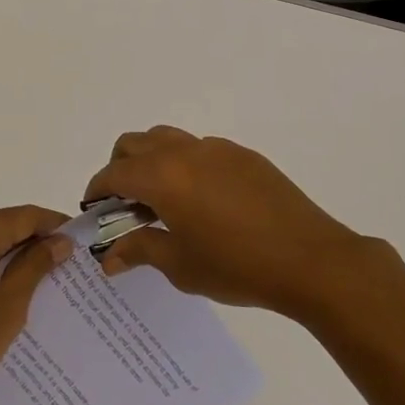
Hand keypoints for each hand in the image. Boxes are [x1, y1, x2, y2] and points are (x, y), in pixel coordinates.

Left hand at [0, 205, 71, 404]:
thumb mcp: (10, 304)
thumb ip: (35, 265)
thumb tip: (60, 241)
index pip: (22, 216)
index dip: (52, 223)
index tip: (78, 236)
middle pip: (2, 225)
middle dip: (33, 238)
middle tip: (65, 258)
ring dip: (12, 253)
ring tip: (43, 274)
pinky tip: (9, 287)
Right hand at [86, 127, 390, 319]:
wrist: (311, 260)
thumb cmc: (237, 267)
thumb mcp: (181, 265)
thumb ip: (140, 251)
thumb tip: (109, 257)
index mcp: (162, 176)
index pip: (113, 173)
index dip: (96, 190)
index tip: (93, 210)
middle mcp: (184, 151)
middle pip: (134, 144)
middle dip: (120, 168)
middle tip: (125, 205)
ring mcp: (216, 148)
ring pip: (167, 138)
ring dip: (152, 160)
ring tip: (162, 199)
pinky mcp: (242, 155)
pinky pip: (199, 149)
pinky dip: (184, 164)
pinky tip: (202, 201)